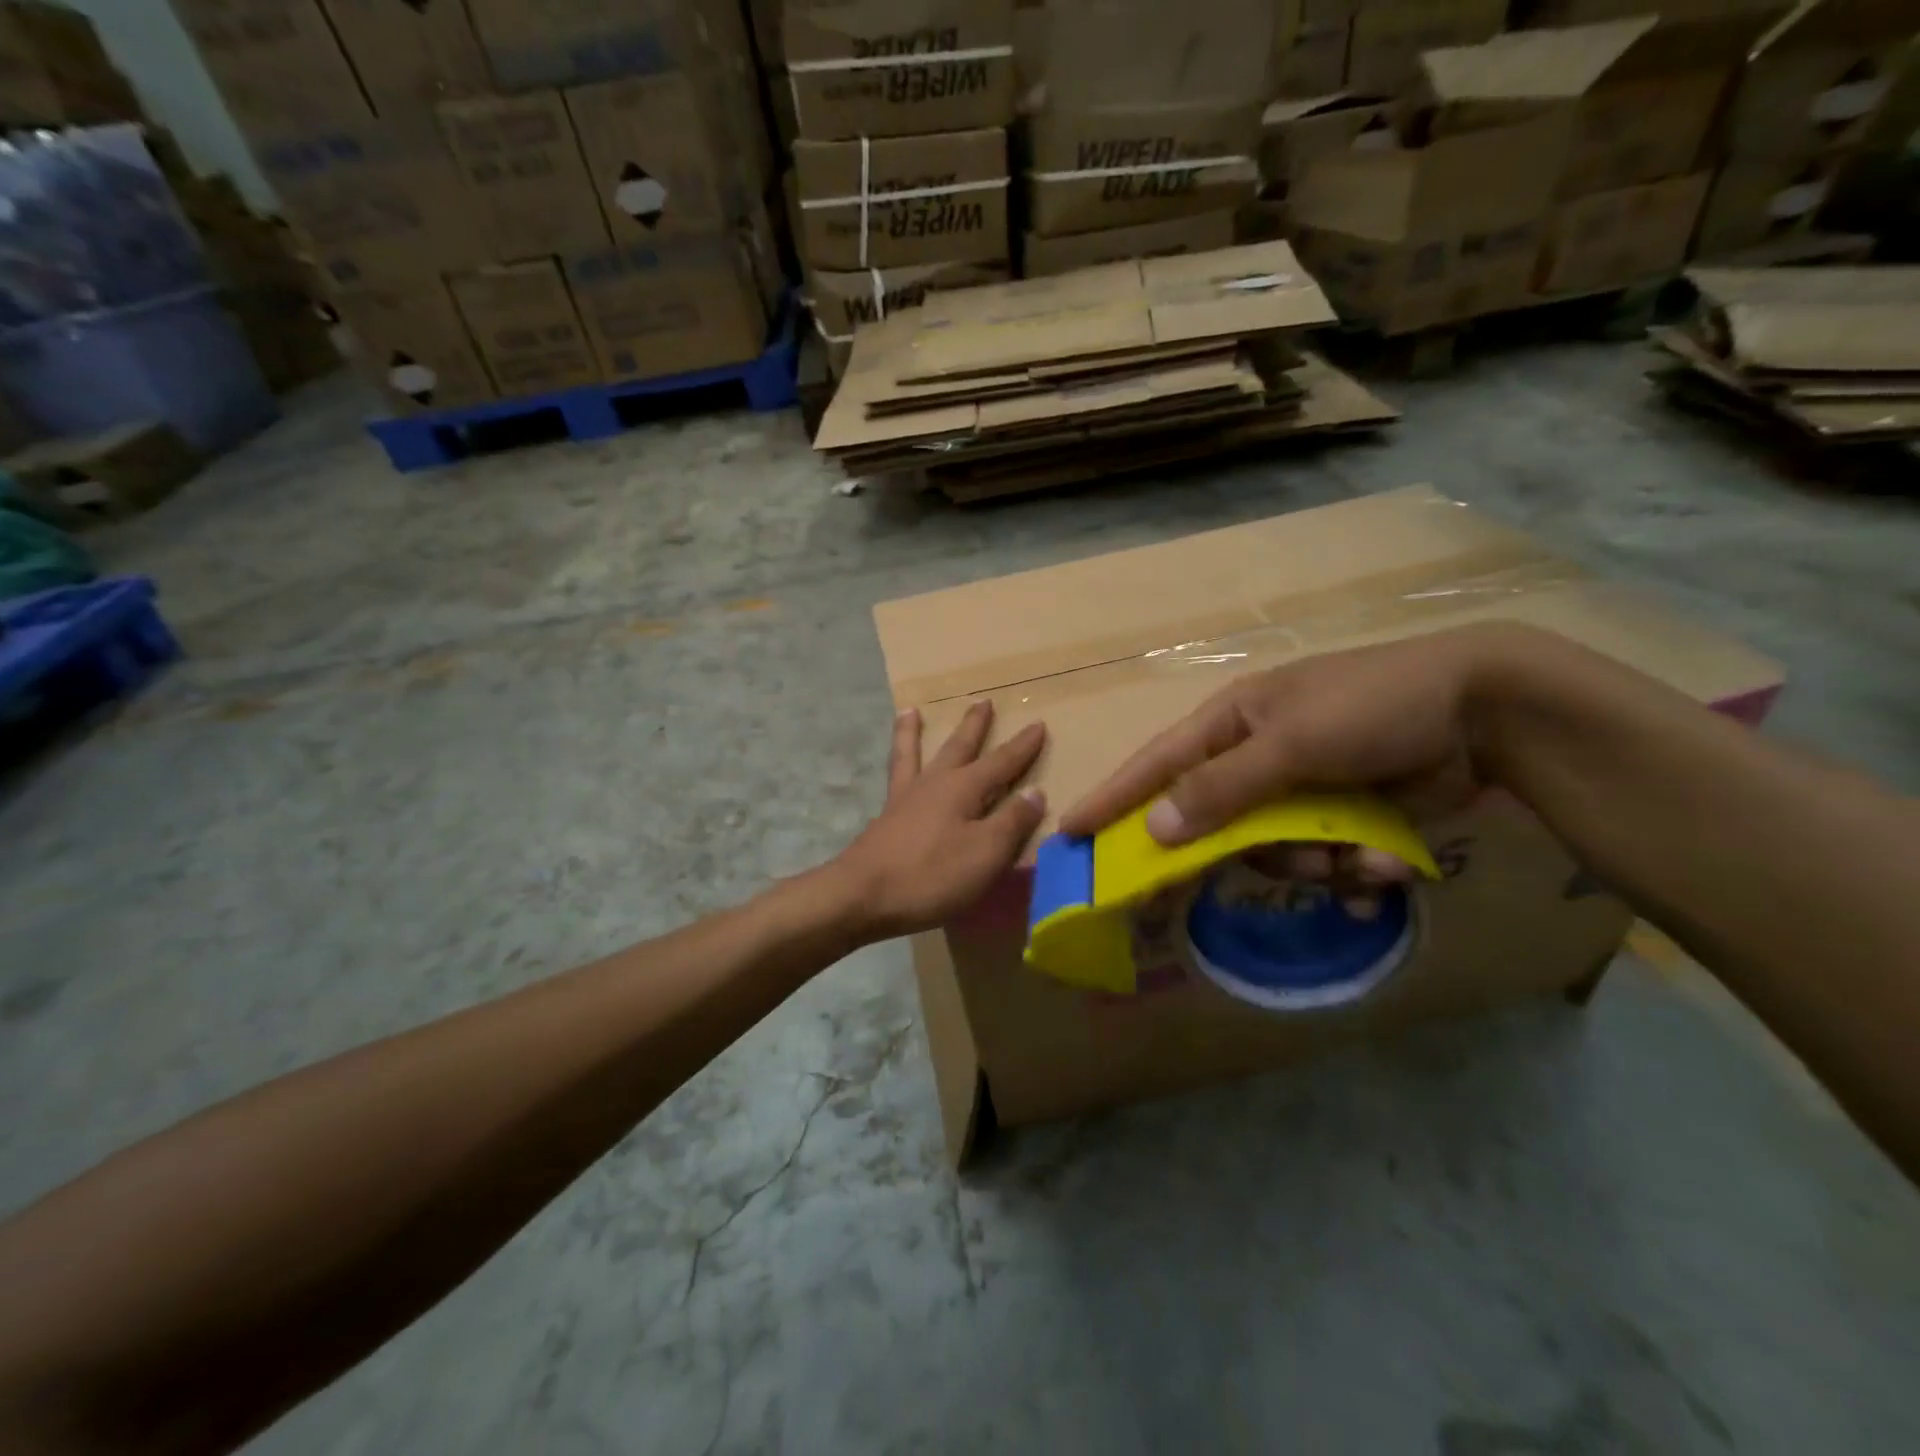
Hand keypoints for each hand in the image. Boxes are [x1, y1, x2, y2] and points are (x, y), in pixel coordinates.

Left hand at [830, 700, 1046, 940]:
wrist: (863, 895)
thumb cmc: (932, 875)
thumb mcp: (986, 853)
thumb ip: (1012, 822)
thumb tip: (1035, 792)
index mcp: (963, 788)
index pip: (1002, 762)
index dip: (1022, 746)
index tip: (1038, 724)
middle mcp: (934, 783)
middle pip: (958, 746)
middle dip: (974, 725)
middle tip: (982, 701)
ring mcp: (905, 798)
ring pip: (913, 753)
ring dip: (914, 731)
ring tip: (910, 711)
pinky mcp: (885, 818)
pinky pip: (894, 776)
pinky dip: (895, 762)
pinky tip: (896, 768)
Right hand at [1060, 625, 1516, 852]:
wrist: (1486, 711)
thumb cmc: (1374, 707)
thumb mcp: (1292, 742)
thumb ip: (1222, 788)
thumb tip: (1156, 829)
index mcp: (1233, 724)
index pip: (1157, 764)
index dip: (1114, 797)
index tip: (1072, 830)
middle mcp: (1258, 758)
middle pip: (1220, 824)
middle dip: (1255, 851)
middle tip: (1286, 864)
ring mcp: (1301, 789)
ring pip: (1275, 853)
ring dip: (1318, 865)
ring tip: (1361, 855)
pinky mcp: (1343, 816)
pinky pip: (1324, 860)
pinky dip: (1355, 869)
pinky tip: (1388, 865)